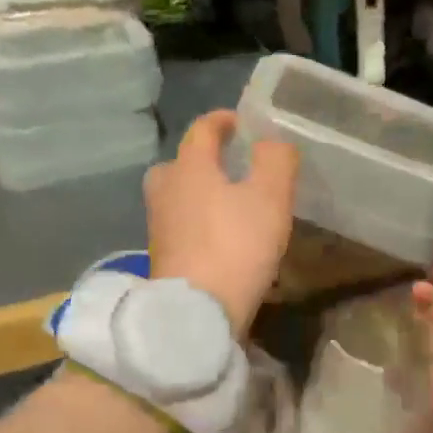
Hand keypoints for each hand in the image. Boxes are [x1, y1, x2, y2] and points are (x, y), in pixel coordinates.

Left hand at [146, 110, 299, 335]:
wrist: (196, 312)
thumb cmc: (235, 245)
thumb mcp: (270, 197)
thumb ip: (275, 160)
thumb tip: (271, 142)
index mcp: (189, 166)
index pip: (202, 129)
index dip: (223, 121)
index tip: (242, 123)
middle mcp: (166, 189)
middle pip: (181, 163)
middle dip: (204, 159)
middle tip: (232, 166)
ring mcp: (158, 225)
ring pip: (178, 196)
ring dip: (200, 192)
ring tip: (231, 203)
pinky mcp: (160, 256)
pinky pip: (180, 225)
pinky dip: (198, 222)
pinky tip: (220, 237)